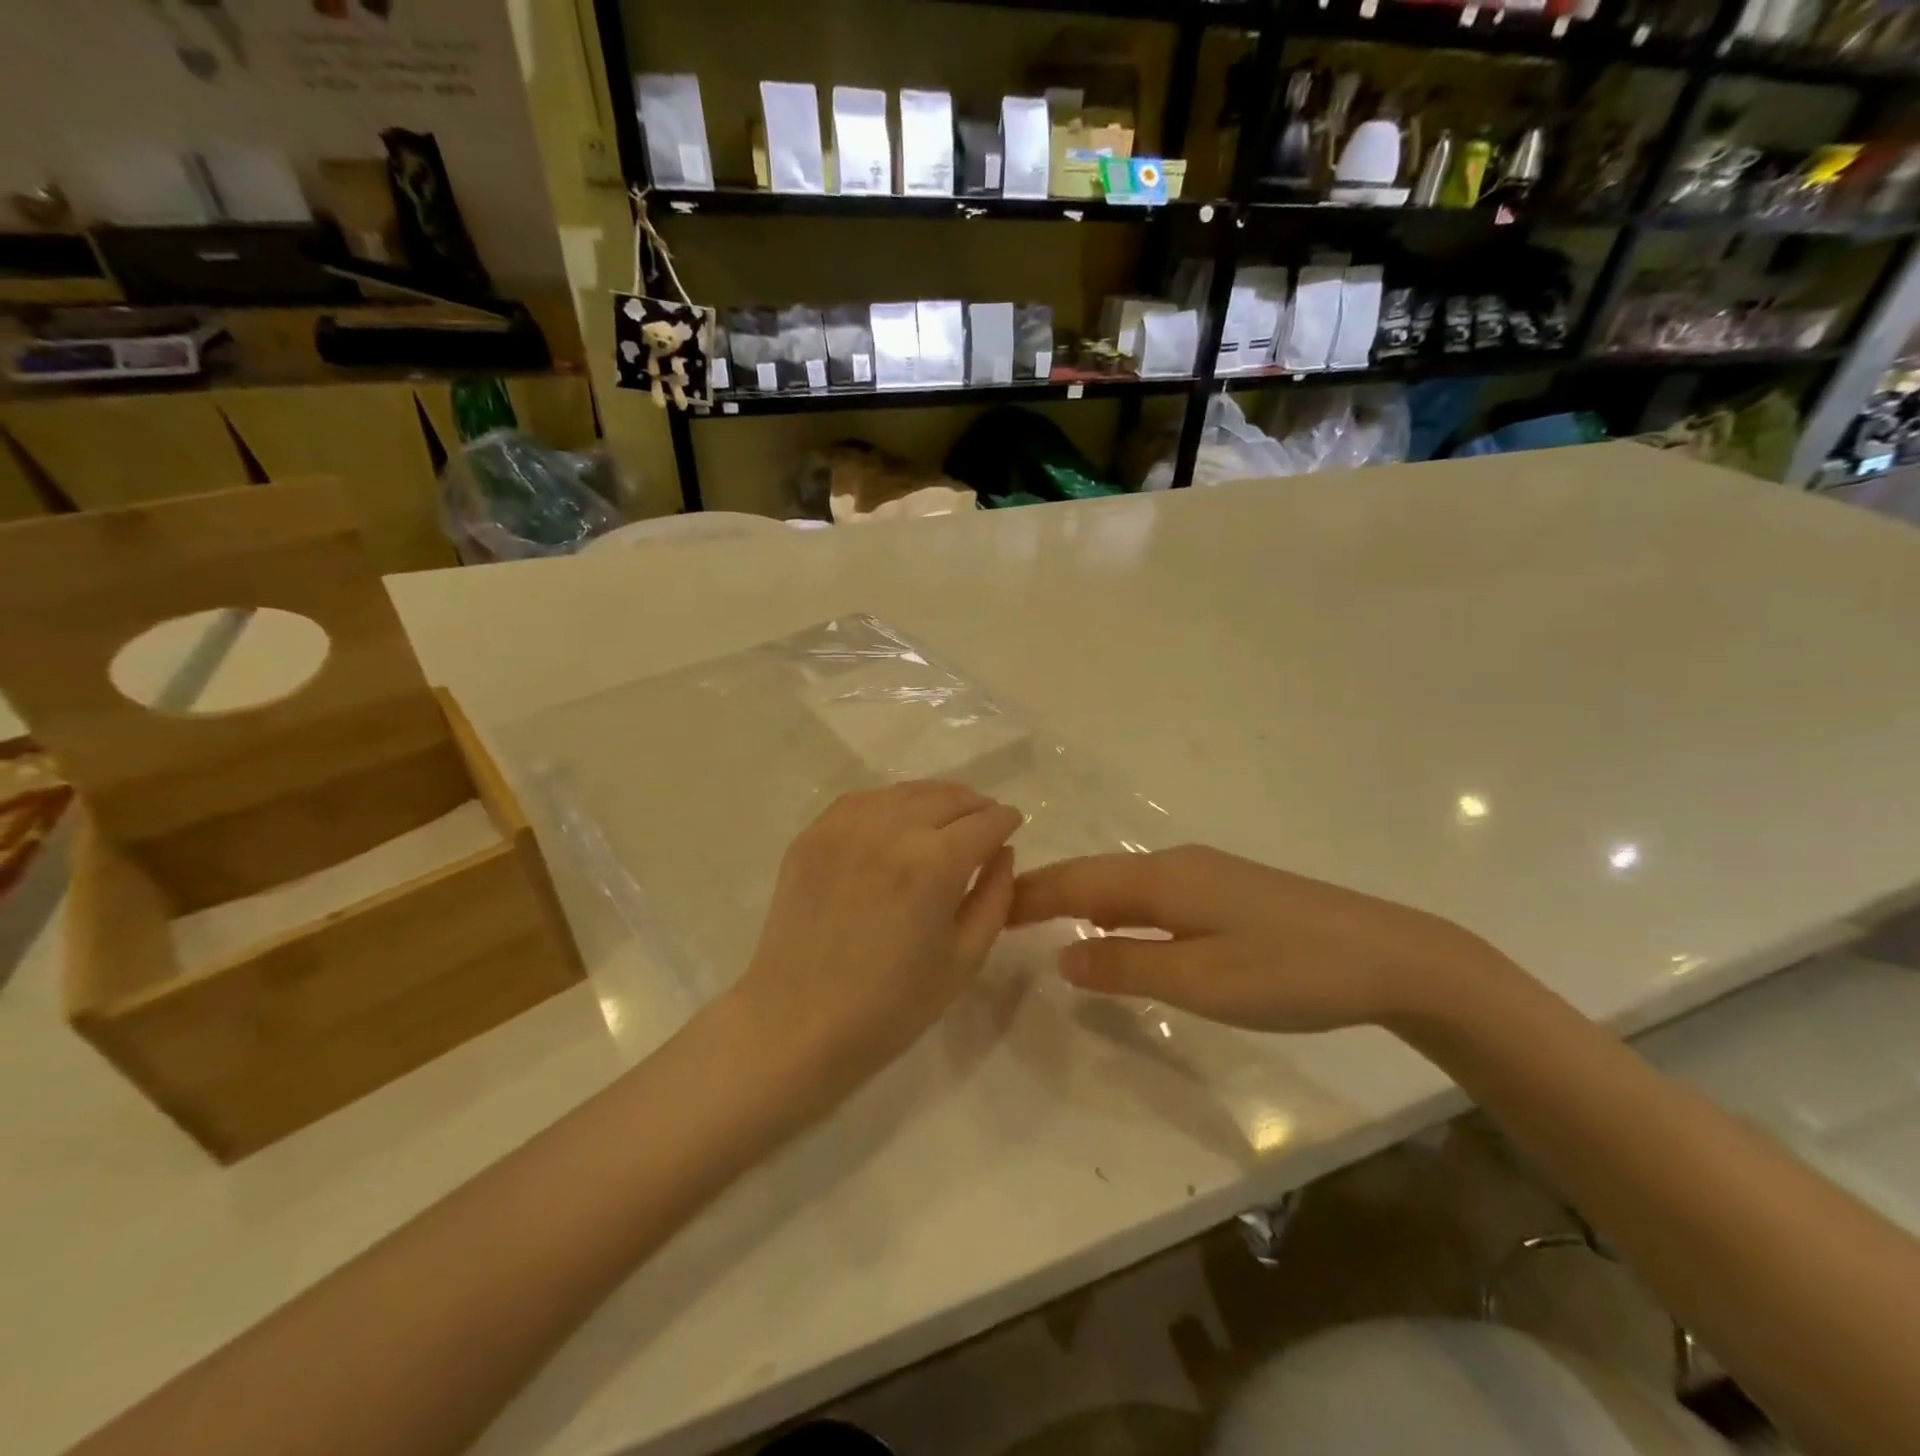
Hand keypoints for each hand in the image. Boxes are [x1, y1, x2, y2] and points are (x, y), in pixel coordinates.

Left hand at [726, 782, 1023, 1104]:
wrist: (798, 1024)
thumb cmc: (891, 1006)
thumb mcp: (964, 959)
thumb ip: (995, 897)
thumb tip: (1002, 852)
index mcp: (935, 863)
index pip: (985, 822)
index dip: (1006, 820)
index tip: (1014, 824)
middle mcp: (892, 829)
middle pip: (948, 797)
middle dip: (975, 805)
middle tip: (984, 821)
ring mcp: (846, 827)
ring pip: (905, 792)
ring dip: (935, 799)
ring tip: (946, 817)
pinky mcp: (813, 834)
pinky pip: (863, 800)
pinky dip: (890, 802)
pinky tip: (896, 820)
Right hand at [1009, 845, 1505, 1033]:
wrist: (1391, 955)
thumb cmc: (1288, 971)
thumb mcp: (1200, 982)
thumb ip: (1126, 967)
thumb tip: (1061, 957)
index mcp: (1162, 879)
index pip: (1076, 882)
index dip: (1029, 895)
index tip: (986, 908)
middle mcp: (1175, 863)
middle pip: (1094, 874)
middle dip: (1046, 892)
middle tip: (1002, 915)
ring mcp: (1204, 873)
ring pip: (1122, 880)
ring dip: (1080, 898)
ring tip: (1044, 920)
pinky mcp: (1227, 889)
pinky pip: (1149, 890)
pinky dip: (1115, 905)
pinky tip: (1116, 927)